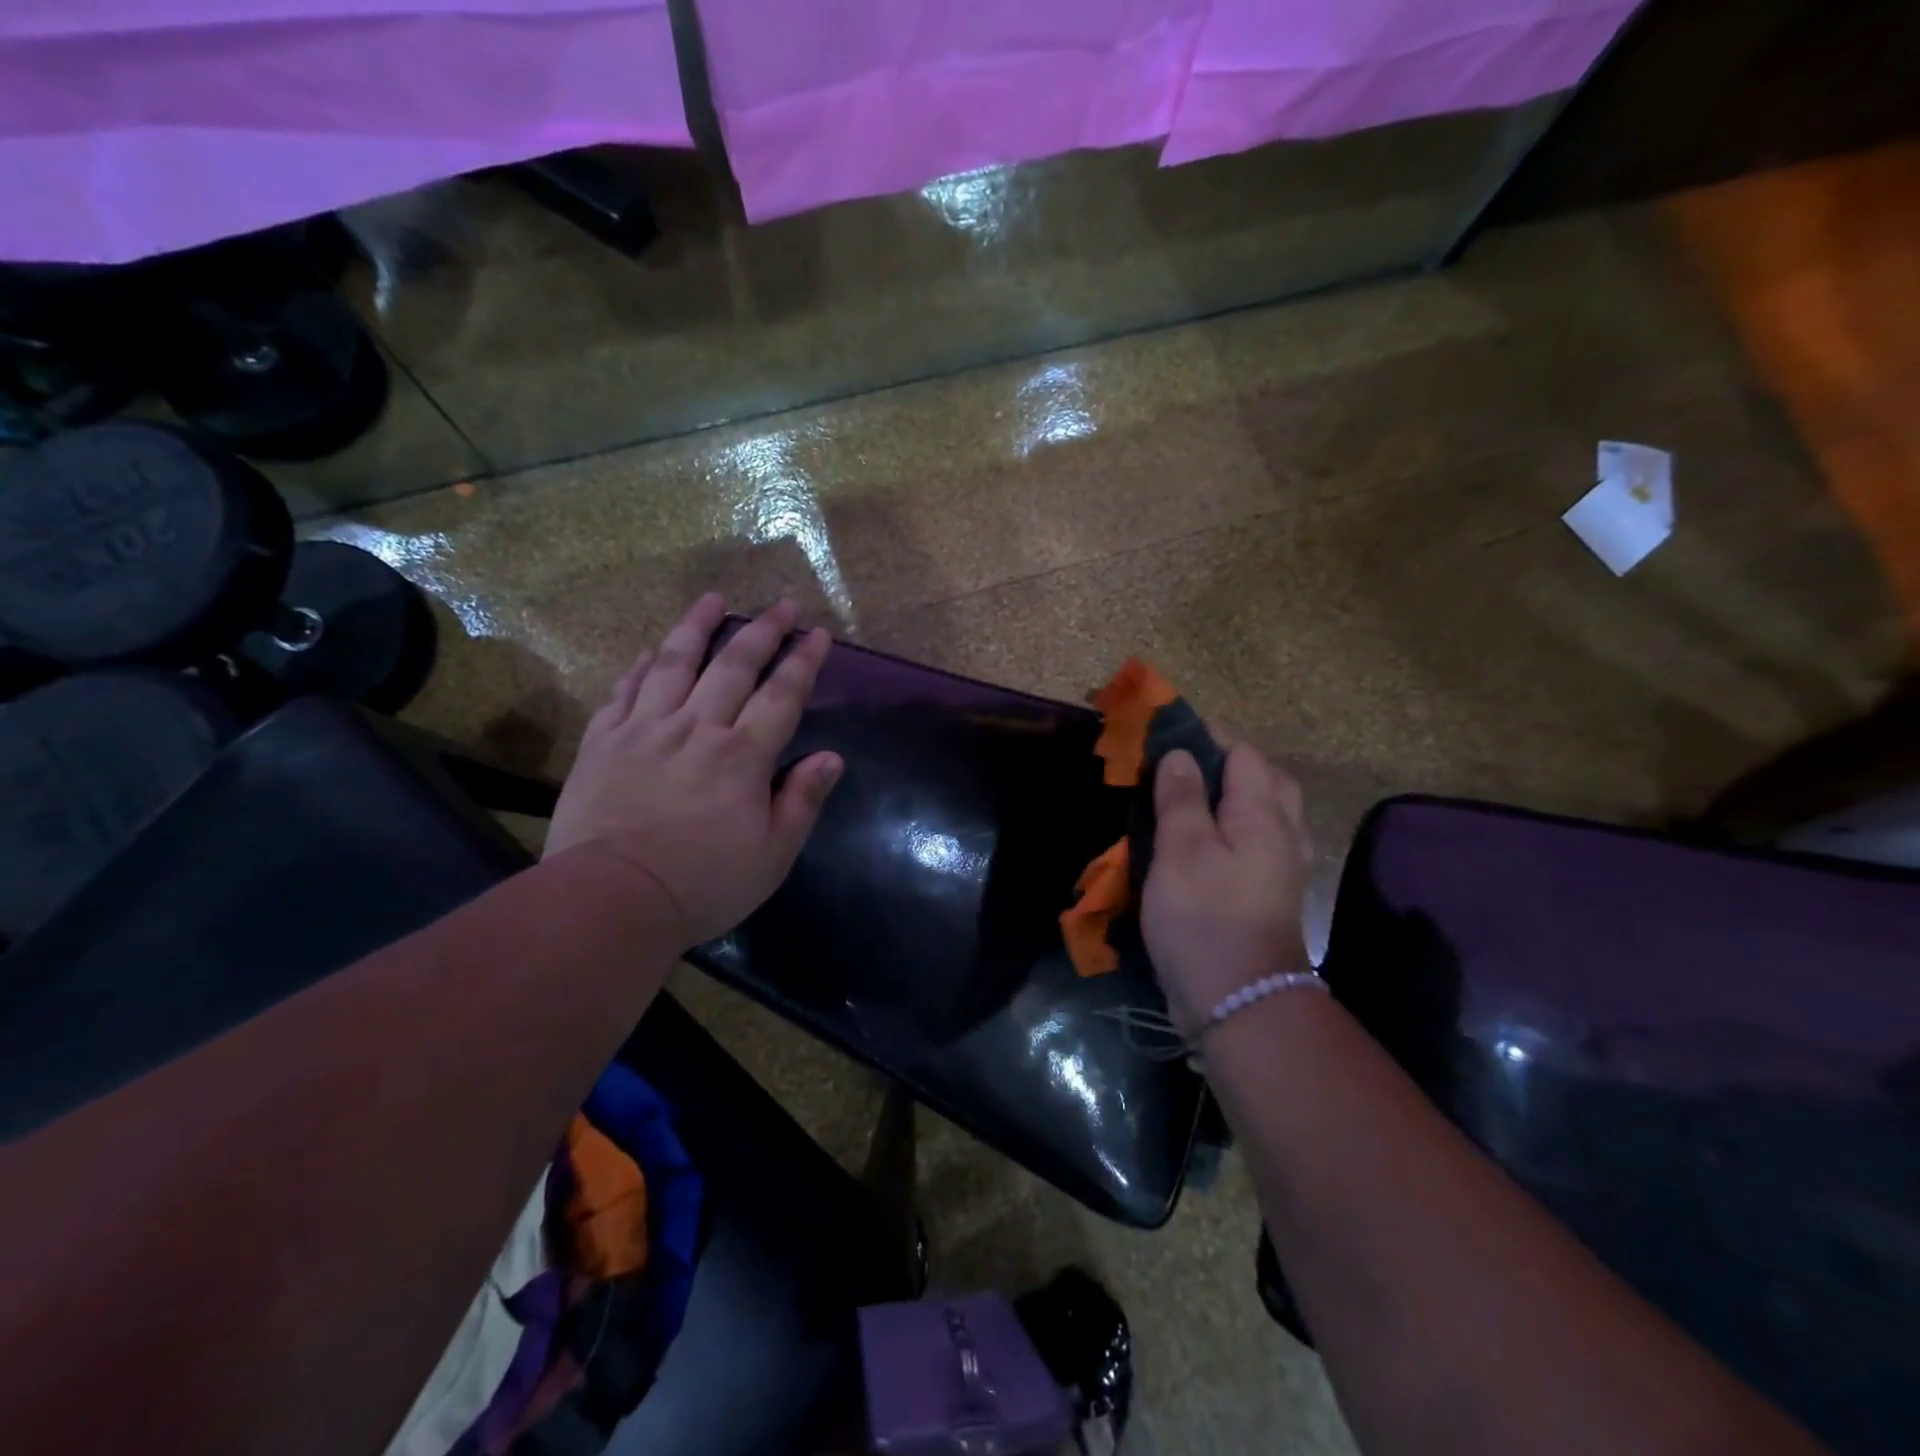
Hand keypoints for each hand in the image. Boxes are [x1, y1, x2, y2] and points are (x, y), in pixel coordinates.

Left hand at [544, 595, 842, 948]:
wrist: (611, 898)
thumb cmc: (703, 884)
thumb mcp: (772, 855)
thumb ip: (801, 801)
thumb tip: (831, 757)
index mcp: (742, 756)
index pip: (781, 695)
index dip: (802, 661)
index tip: (817, 633)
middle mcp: (697, 729)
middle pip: (734, 666)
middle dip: (763, 631)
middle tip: (781, 604)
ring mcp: (645, 730)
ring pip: (675, 663)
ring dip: (698, 627)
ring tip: (714, 599)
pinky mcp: (603, 742)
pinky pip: (624, 692)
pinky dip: (640, 667)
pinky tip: (651, 651)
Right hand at [1140, 745, 1311, 1036]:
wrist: (1240, 1001)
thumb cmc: (1205, 918)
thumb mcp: (1182, 851)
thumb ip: (1181, 798)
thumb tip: (1181, 753)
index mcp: (1262, 814)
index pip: (1242, 753)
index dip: (1205, 735)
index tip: (1165, 732)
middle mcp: (1282, 833)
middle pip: (1263, 778)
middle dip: (1225, 762)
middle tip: (1180, 764)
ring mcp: (1280, 866)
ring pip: (1263, 811)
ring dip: (1229, 794)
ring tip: (1186, 796)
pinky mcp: (1268, 893)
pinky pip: (1255, 840)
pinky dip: (1230, 826)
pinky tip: (1203, 839)